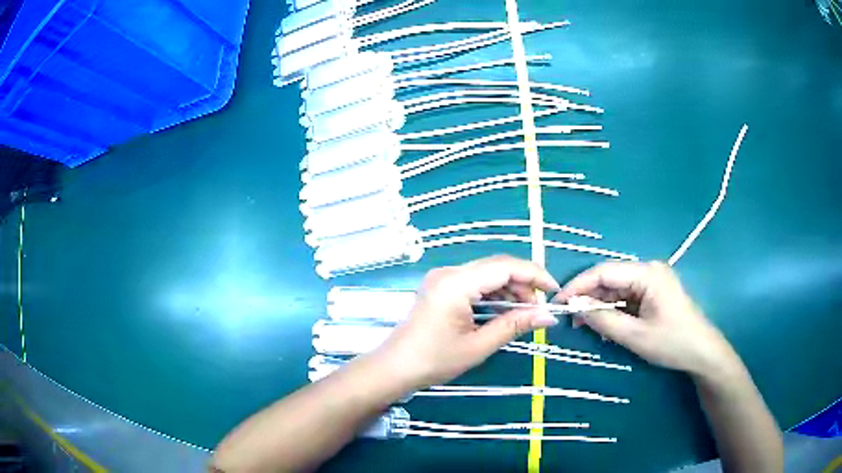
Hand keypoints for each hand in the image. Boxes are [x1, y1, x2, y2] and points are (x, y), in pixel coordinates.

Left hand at [376, 255, 560, 389]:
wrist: (395, 368)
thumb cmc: (434, 360)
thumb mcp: (478, 346)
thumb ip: (514, 325)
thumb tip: (548, 316)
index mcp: (456, 283)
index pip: (505, 267)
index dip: (534, 275)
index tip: (554, 290)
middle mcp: (449, 272)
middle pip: (496, 267)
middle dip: (523, 284)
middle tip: (538, 308)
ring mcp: (443, 277)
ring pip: (487, 273)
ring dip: (508, 289)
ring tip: (522, 313)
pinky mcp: (441, 286)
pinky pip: (474, 282)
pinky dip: (493, 293)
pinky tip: (503, 310)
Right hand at [555, 261, 737, 377]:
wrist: (702, 353)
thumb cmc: (672, 343)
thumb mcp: (635, 335)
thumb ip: (603, 319)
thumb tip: (575, 307)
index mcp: (647, 274)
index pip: (604, 271)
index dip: (578, 285)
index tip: (559, 303)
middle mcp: (649, 271)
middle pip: (610, 279)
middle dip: (589, 298)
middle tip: (571, 320)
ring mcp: (652, 282)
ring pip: (617, 290)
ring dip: (600, 307)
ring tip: (585, 327)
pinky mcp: (653, 294)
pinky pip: (627, 299)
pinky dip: (613, 312)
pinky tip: (605, 327)